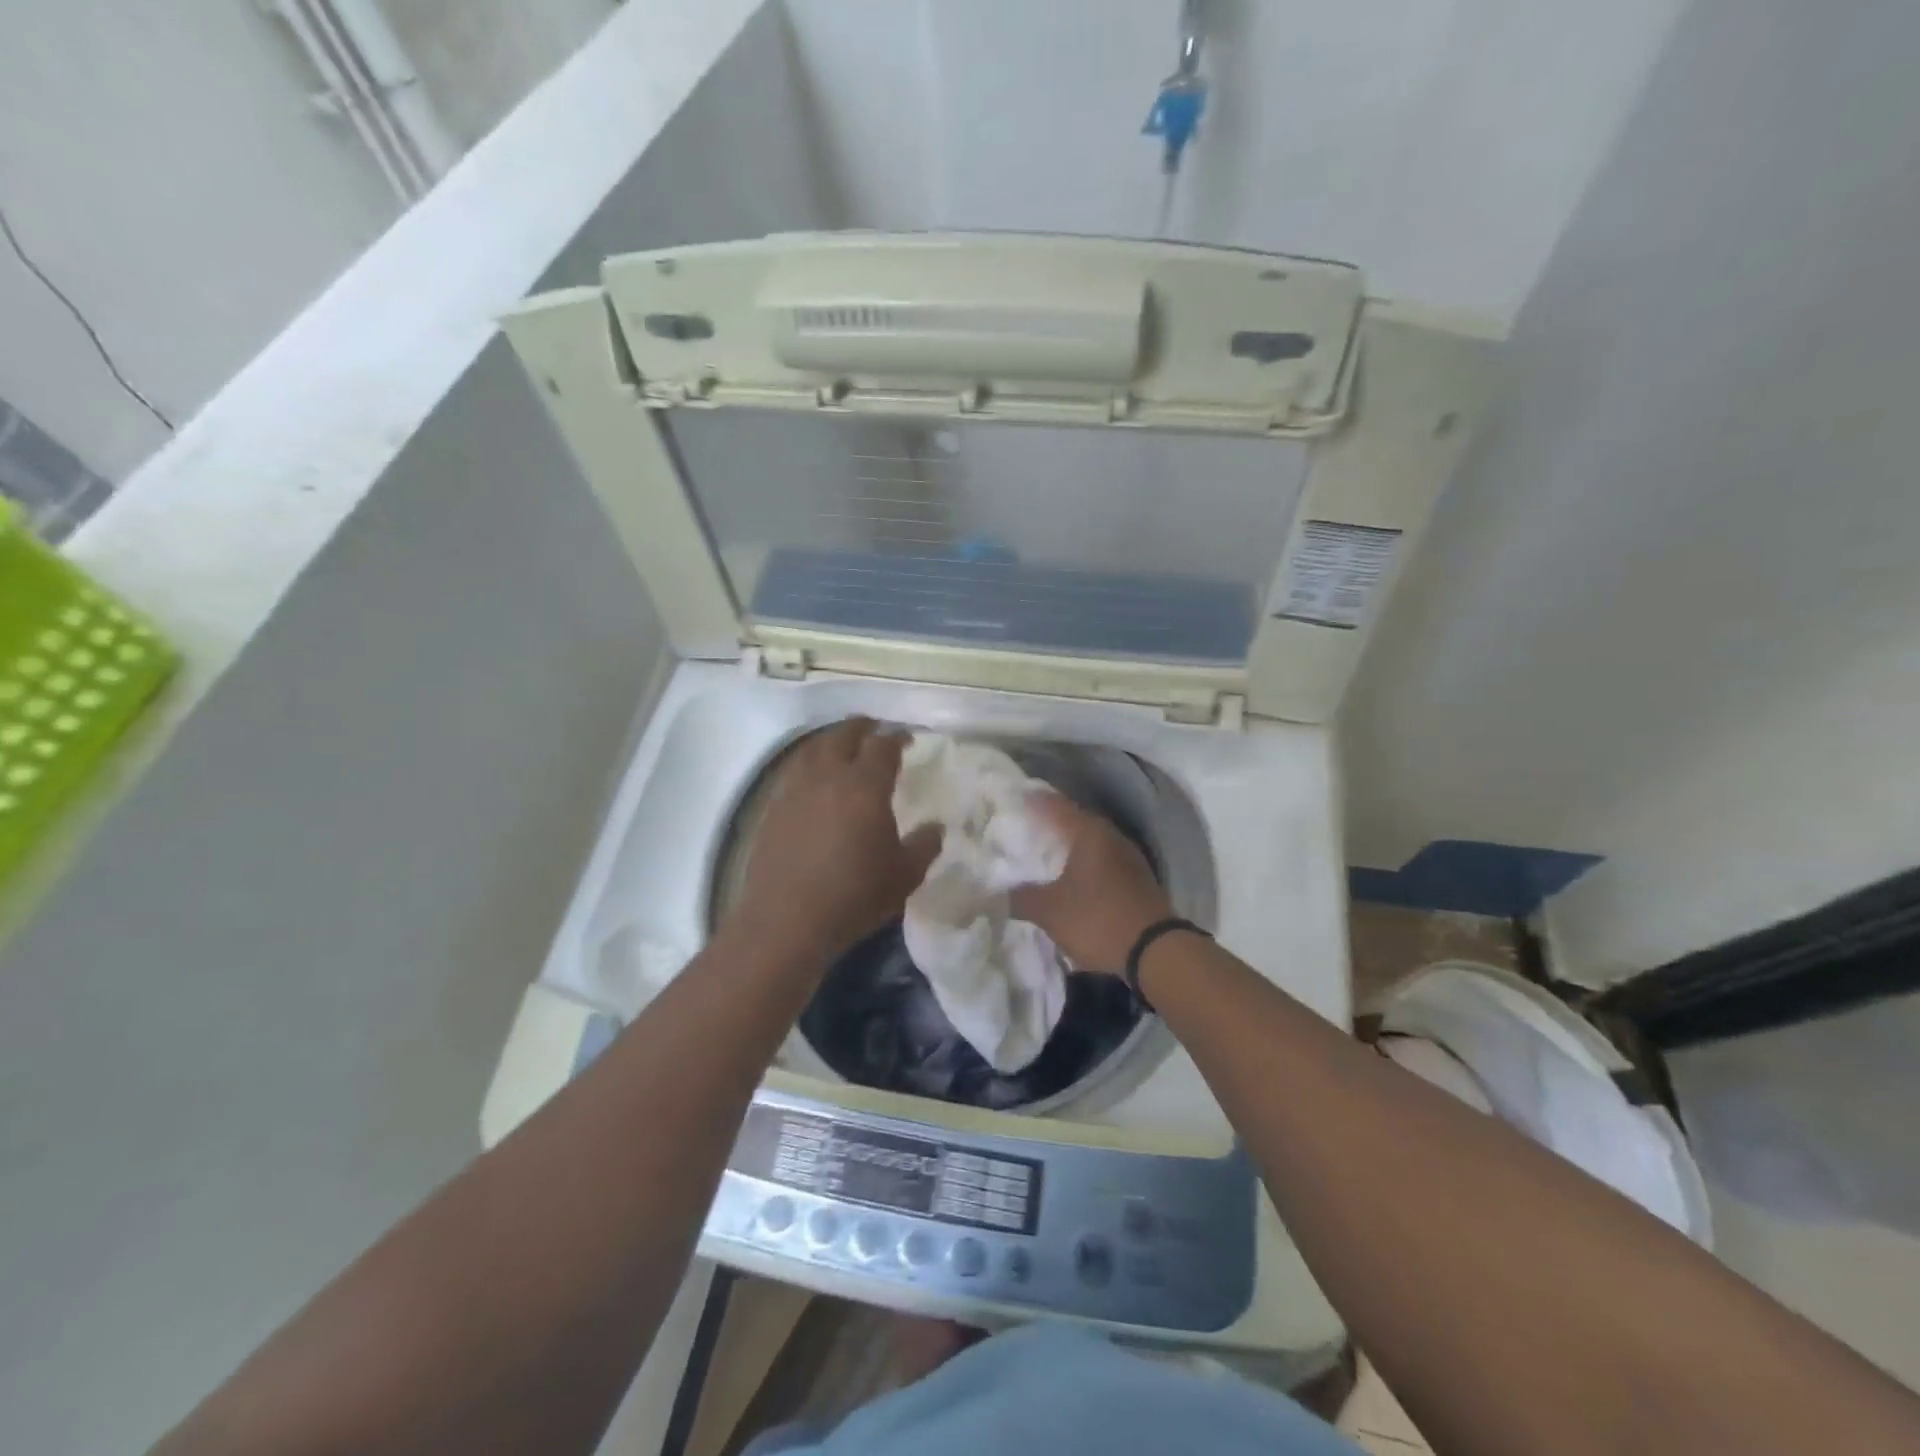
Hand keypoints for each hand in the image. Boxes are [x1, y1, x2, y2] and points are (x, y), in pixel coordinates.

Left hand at [729, 719, 940, 961]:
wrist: (787, 920)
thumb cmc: (854, 895)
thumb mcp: (904, 876)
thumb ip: (924, 846)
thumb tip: (936, 827)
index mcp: (865, 785)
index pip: (883, 746)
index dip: (897, 738)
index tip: (907, 739)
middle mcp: (828, 776)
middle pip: (843, 735)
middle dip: (862, 727)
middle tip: (874, 728)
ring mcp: (795, 790)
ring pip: (813, 749)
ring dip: (831, 740)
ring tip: (841, 745)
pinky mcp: (773, 809)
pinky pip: (794, 771)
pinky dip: (808, 763)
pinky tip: (813, 779)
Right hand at [1011, 794, 1171, 973]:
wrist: (1156, 953)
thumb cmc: (1098, 919)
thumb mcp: (1050, 911)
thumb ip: (1020, 897)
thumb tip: (997, 891)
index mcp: (1089, 832)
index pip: (1054, 804)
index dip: (1032, 800)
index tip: (1011, 799)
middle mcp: (1111, 836)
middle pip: (1074, 821)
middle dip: (1049, 825)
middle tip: (1022, 829)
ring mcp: (1128, 858)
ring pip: (1090, 843)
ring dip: (1067, 847)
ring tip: (1042, 854)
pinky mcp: (1137, 881)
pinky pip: (1102, 863)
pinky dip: (1083, 866)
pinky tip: (1069, 879)